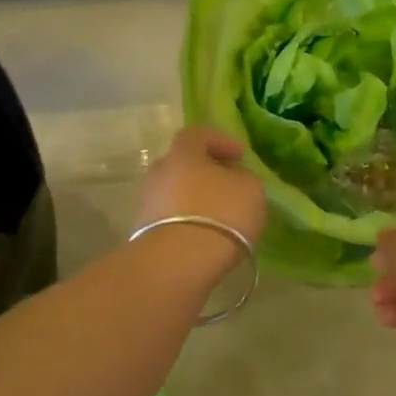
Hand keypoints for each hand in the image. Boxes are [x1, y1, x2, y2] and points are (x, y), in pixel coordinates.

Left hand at [136, 127, 268, 277]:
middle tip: (227, 185)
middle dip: (205, 172)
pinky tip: (205, 236)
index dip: (221, 141)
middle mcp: (159, 172)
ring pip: (174, 192)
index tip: (240, 157)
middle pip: (182, 164)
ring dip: (195, 199)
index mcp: (183, 153)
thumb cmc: (221, 213)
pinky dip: (187, 222)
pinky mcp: (145, 233)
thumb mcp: (251, 189)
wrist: (179, 262)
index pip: (198, 134)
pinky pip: (170, 219)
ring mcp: (147, 203)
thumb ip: (243, 178)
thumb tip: (233, 180)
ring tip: (219, 217)